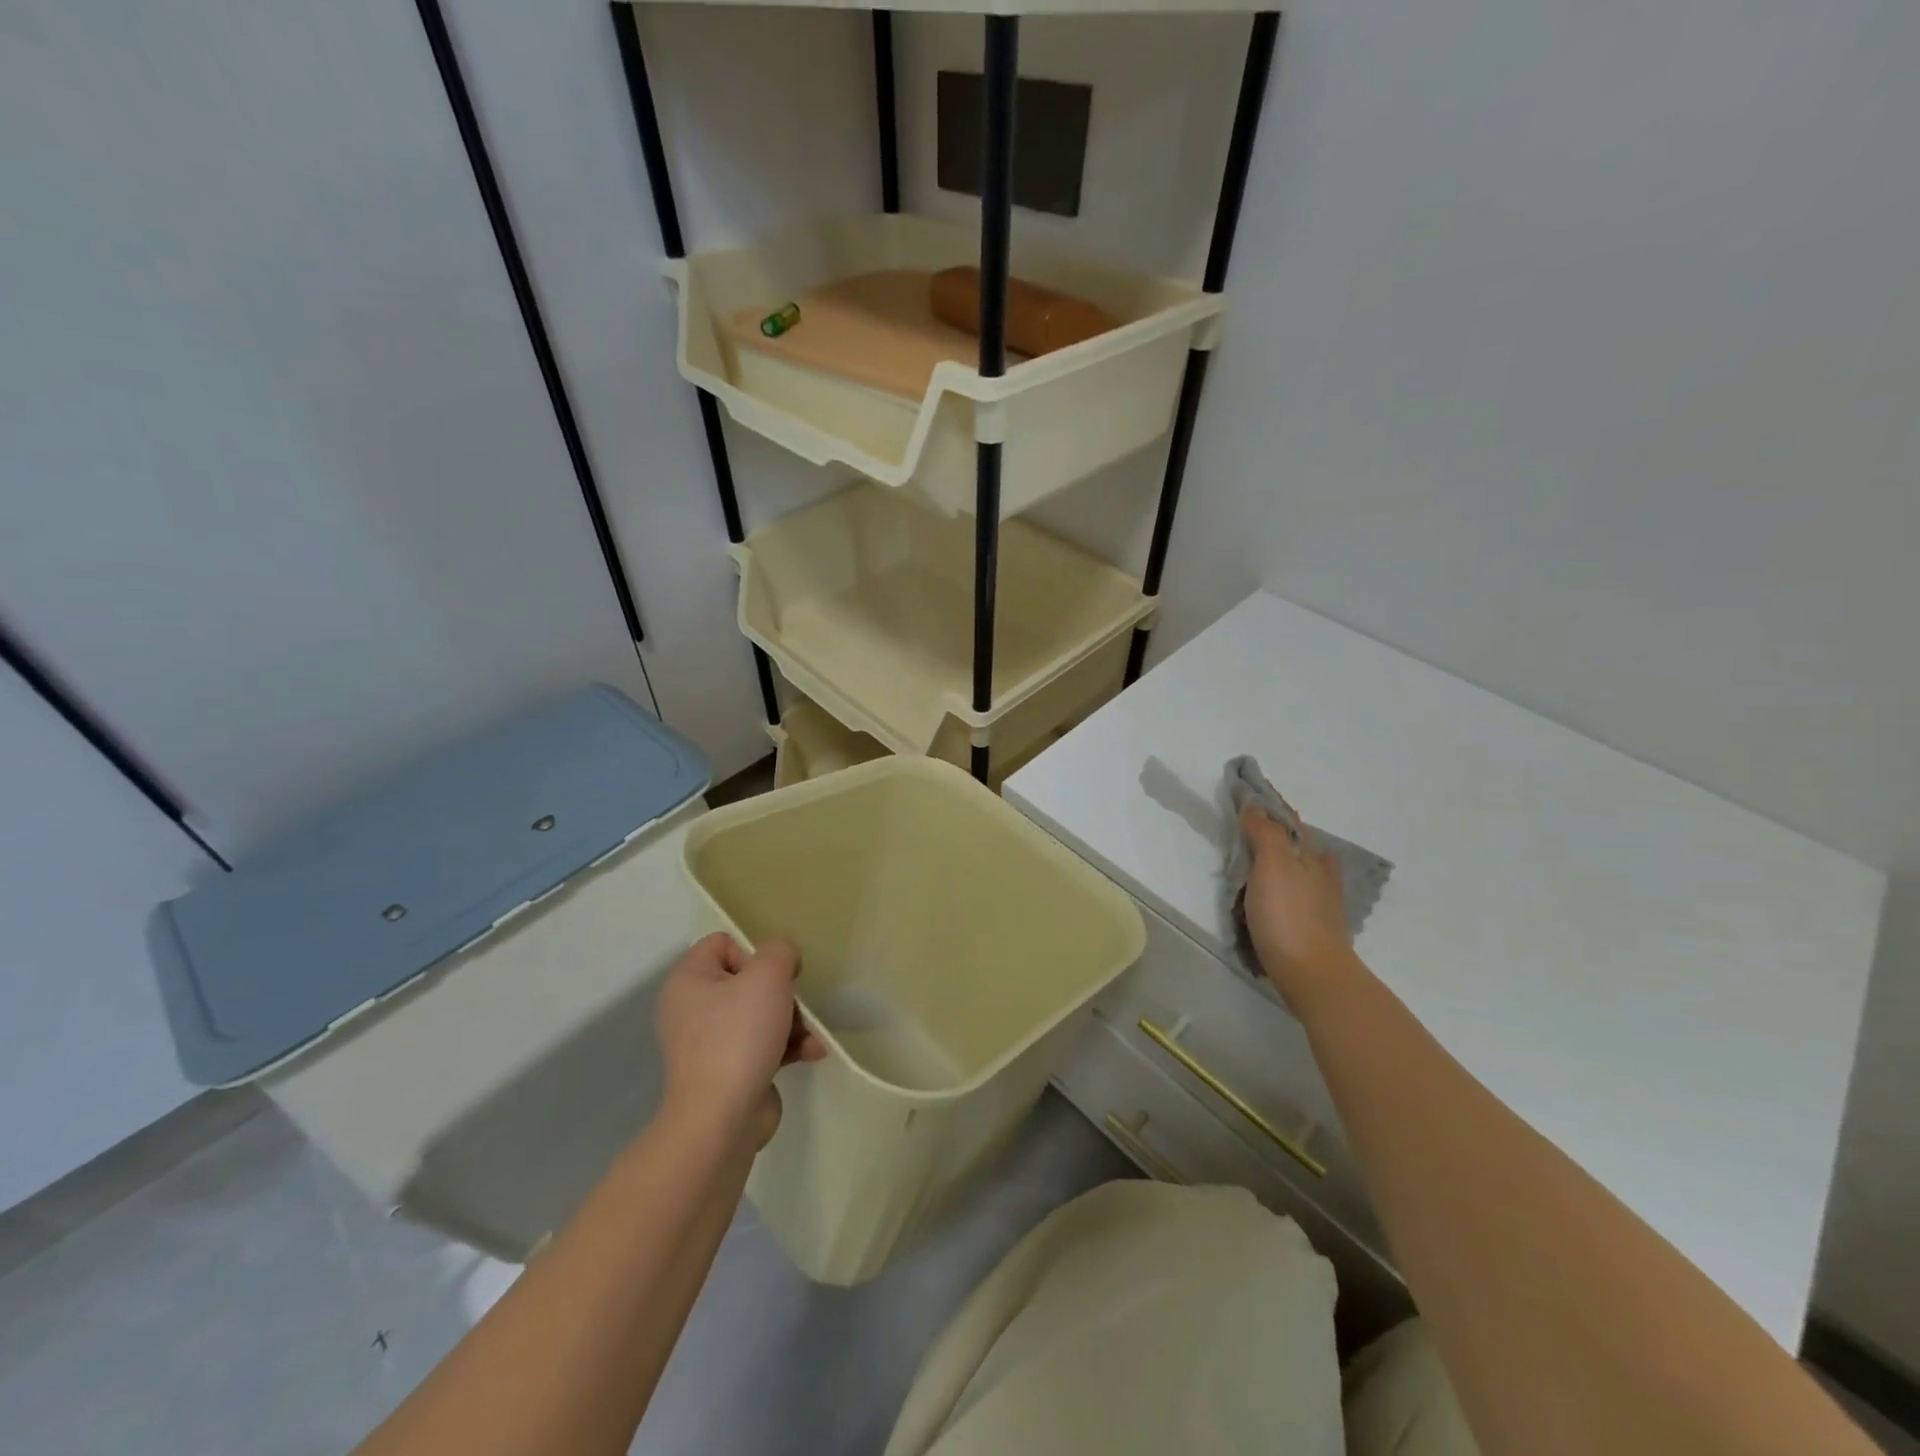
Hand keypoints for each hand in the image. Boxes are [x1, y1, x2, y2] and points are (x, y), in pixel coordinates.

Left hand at [655, 933, 825, 1148]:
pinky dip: (787, 1047)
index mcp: (689, 980)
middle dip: (780, 992)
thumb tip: (781, 959)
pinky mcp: (728, 1072)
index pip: (722, 943)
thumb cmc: (739, 1036)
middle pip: (747, 980)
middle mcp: (692, 1009)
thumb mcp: (767, 976)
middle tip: (794, 1005)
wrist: (721, 1120)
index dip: (753, 952)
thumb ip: (779, 951)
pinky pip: (762, 1045)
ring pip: (759, 1014)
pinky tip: (812, 1053)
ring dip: (792, 1021)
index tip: (773, 974)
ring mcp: (708, 1044)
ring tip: (810, 1035)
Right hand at [1239, 802, 1360, 1013]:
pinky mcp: (1313, 926)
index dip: (1268, 803)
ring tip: (1252, 856)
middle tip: (1246, 822)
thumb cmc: (1289, 916)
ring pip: (1297, 868)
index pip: (1287, 818)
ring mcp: (1320, 901)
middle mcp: (1320, 872)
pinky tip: (1270, 894)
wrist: (1313, 975)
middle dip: (1274, 830)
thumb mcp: (1273, 865)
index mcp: (1309, 854)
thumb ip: (1265, 833)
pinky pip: (1293, 894)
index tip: (1247, 789)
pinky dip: (1279, 885)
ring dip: (1278, 857)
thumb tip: (1255, 806)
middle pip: (1295, 842)